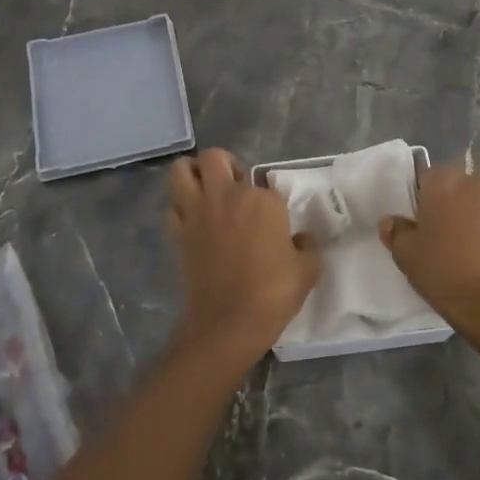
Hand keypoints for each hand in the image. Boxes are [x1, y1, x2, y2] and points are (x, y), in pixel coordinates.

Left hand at [167, 149, 320, 366]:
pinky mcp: (177, 232)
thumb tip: (301, 237)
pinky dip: (179, 209)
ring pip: (181, 170)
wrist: (228, 323)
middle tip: (234, 186)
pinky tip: (193, 221)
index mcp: (262, 200)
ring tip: (206, 191)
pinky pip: (171, 207)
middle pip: (214, 157)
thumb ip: (308, 244)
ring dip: (192, 174)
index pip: (264, 181)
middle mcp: (226, 195)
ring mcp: (197, 212)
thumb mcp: (308, 269)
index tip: (273, 217)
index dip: (268, 197)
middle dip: (224, 165)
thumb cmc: (273, 294)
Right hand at [378, 164, 479, 341]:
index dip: (426, 195)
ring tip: (478, 245)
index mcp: (445, 184)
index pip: (430, 174)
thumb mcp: (406, 256)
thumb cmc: (445, 274)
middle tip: (450, 232)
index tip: (425, 218)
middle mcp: (479, 183)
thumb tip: (391, 221)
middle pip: (463, 184)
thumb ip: (396, 231)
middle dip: (457, 201)